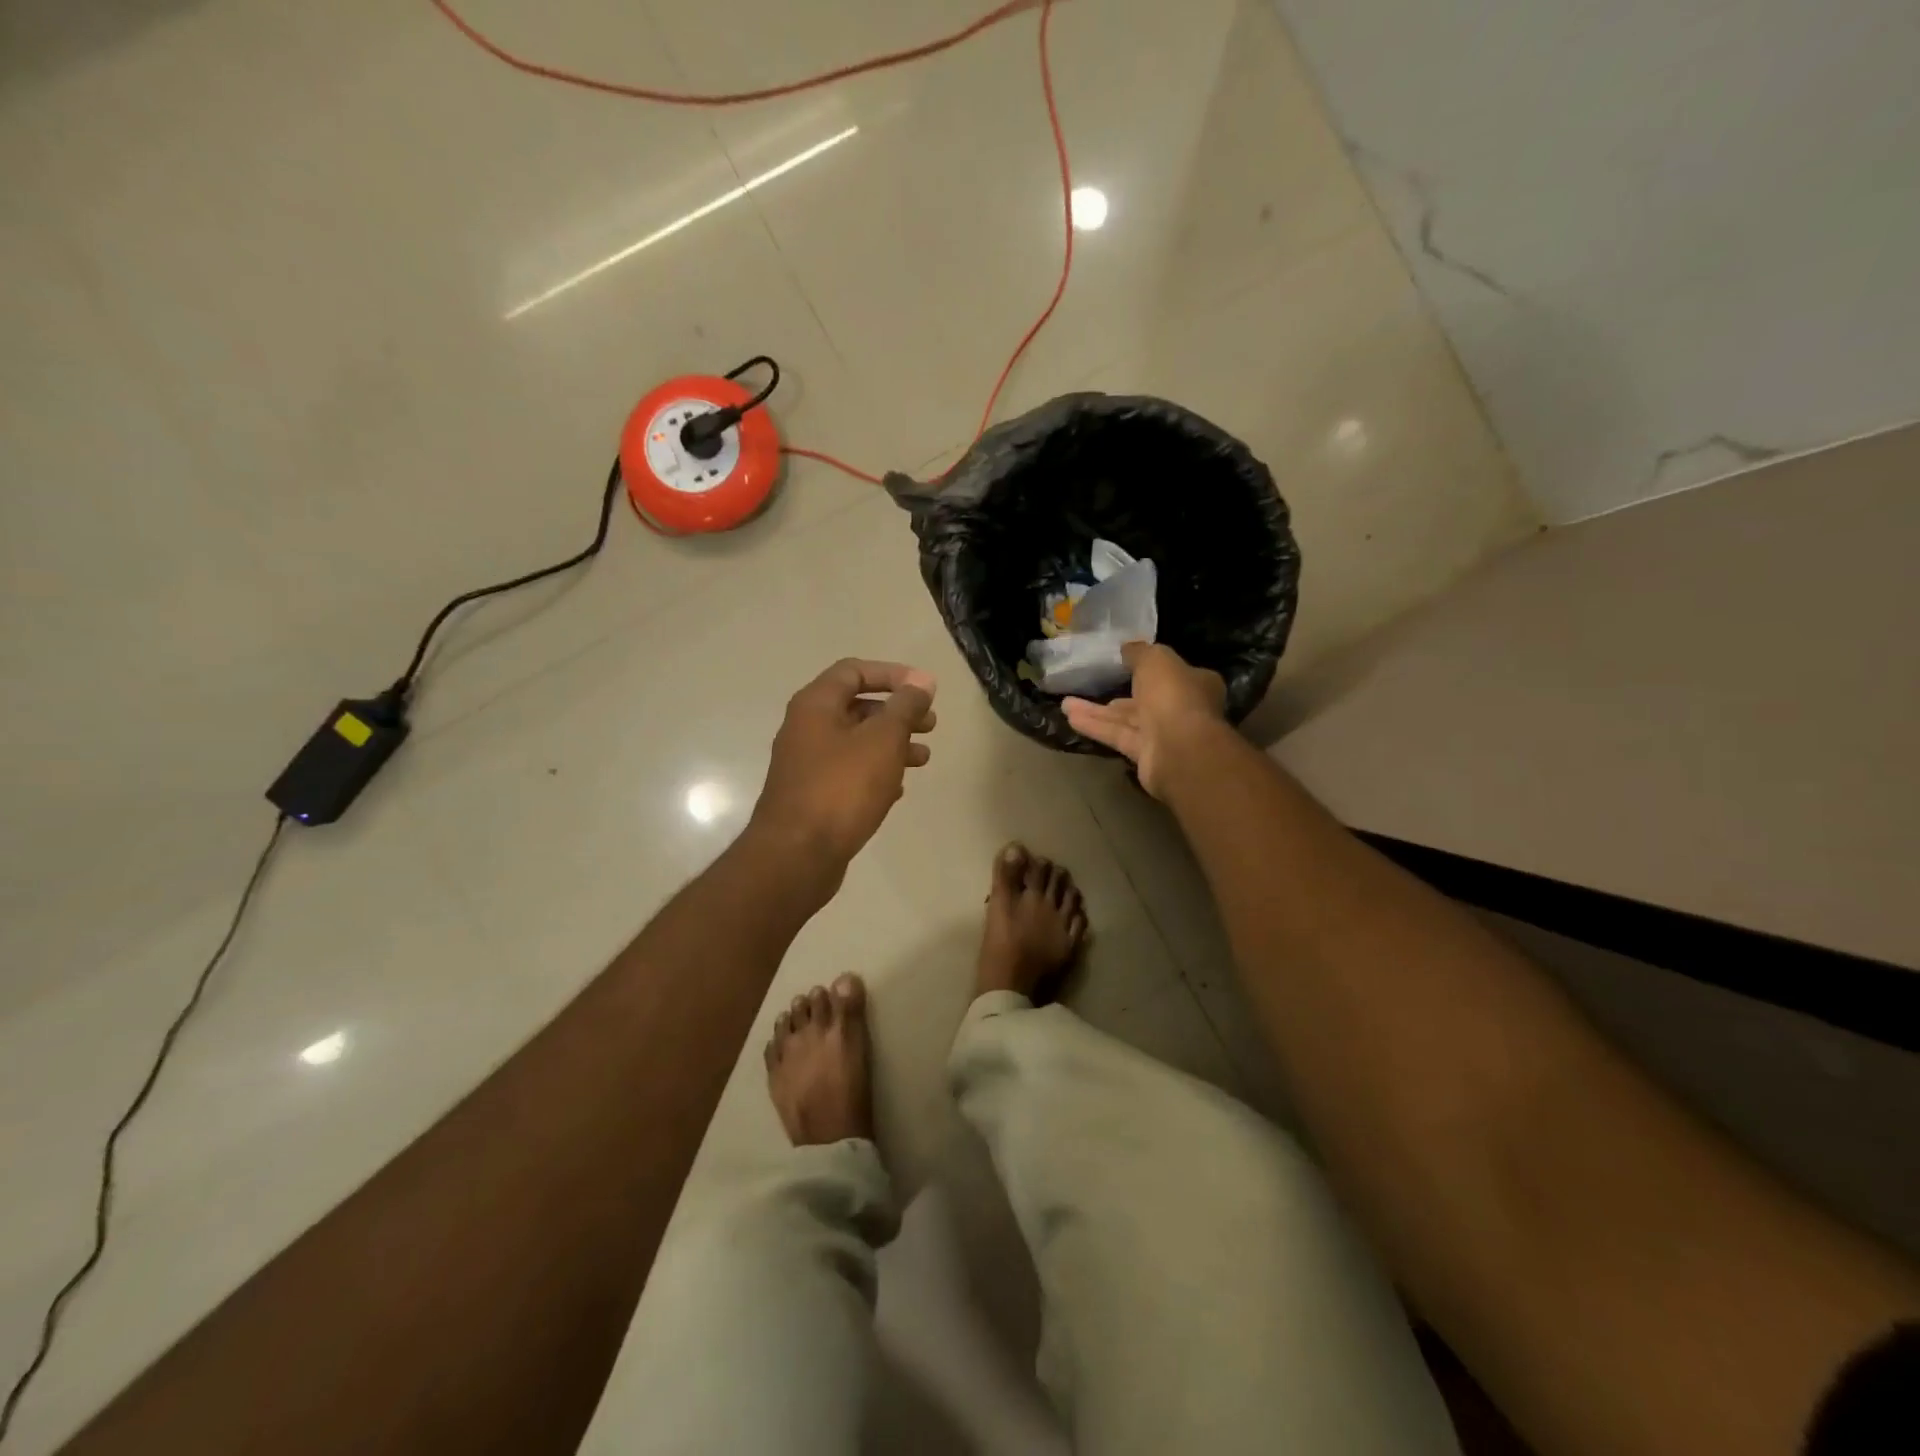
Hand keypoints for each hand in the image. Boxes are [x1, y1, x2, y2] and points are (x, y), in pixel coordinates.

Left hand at [752, 658, 937, 871]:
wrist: (796, 855)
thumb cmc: (842, 788)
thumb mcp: (882, 740)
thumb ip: (905, 707)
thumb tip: (921, 681)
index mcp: (815, 705)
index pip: (854, 671)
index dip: (892, 674)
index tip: (925, 690)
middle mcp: (806, 728)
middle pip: (857, 707)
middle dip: (897, 713)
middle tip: (931, 725)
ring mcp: (806, 764)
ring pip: (856, 743)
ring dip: (892, 744)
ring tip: (924, 759)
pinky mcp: (812, 796)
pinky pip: (849, 773)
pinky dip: (875, 772)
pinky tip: (898, 789)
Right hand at [1063, 642, 1225, 798]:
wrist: (1179, 749)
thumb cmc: (1174, 695)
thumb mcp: (1155, 659)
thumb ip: (1139, 652)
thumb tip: (1127, 648)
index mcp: (1196, 683)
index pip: (1171, 673)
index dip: (1148, 667)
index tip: (1123, 662)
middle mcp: (1182, 708)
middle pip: (1146, 697)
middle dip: (1119, 691)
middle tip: (1092, 683)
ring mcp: (1164, 734)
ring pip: (1127, 718)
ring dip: (1097, 711)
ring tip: (1066, 704)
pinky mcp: (1145, 754)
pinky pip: (1118, 735)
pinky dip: (1096, 727)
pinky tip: (1070, 718)